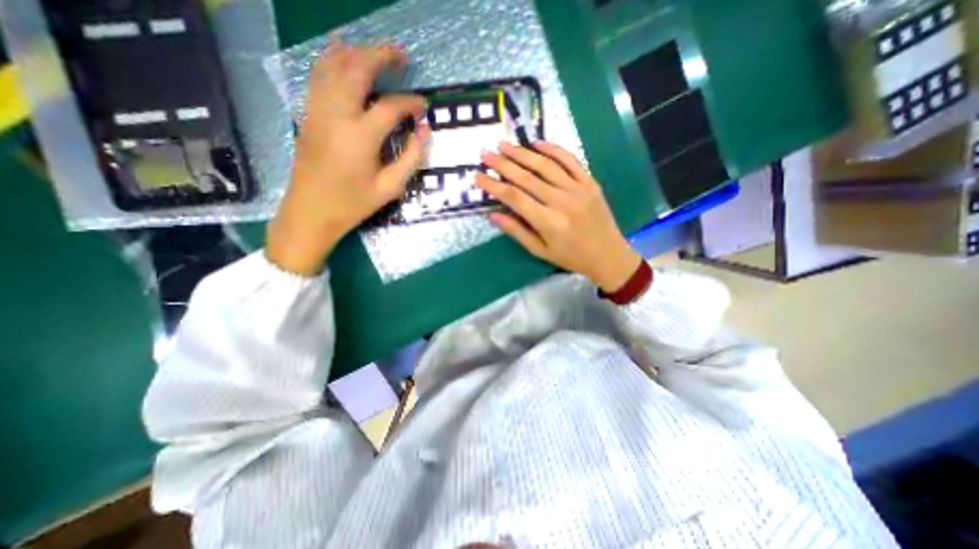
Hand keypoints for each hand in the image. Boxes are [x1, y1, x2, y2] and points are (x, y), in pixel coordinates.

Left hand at [266, 43, 429, 276]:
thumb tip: (425, 131)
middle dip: (381, 56)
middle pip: (357, 69)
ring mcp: (318, 110)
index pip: (391, 107)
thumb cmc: (354, 203)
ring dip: (357, 52)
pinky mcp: (308, 113)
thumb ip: (411, 157)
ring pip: (333, 65)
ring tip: (377, 52)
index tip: (424, 106)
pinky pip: (318, 75)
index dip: (411, 103)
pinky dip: (333, 60)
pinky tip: (344, 57)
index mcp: (361, 136)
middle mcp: (337, 114)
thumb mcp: (390, 187)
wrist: (311, 211)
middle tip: (402, 56)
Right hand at [479, 144, 648, 292]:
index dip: (493, 185)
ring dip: (523, 153)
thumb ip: (517, 232)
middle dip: (503, 164)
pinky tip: (537, 142)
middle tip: (486, 153)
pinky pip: (570, 161)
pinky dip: (553, 149)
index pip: (514, 198)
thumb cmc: (570, 257)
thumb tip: (493, 215)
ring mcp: (577, 189)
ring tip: (504, 145)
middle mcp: (561, 201)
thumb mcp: (540, 251)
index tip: (478, 176)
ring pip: (545, 165)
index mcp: (547, 222)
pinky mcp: (589, 182)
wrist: (607, 254)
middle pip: (526, 177)